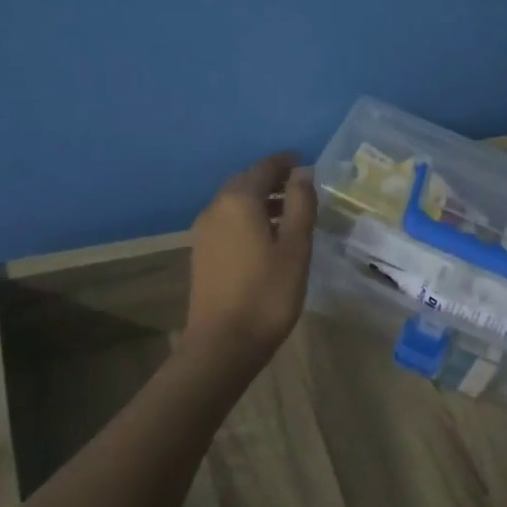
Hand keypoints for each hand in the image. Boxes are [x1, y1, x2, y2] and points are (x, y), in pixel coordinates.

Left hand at [181, 152, 315, 362]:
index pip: (264, 168)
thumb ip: (300, 205)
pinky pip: (228, 221)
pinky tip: (266, 235)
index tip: (305, 162)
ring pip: (235, 202)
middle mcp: (216, 207)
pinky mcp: (202, 252)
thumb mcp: (295, 248)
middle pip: (246, 182)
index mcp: (239, 200)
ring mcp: (204, 231)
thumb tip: (302, 174)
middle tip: (300, 186)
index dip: (286, 163)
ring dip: (260, 200)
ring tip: (289, 212)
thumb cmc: (267, 293)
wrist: (223, 343)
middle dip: (272, 180)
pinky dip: (248, 217)